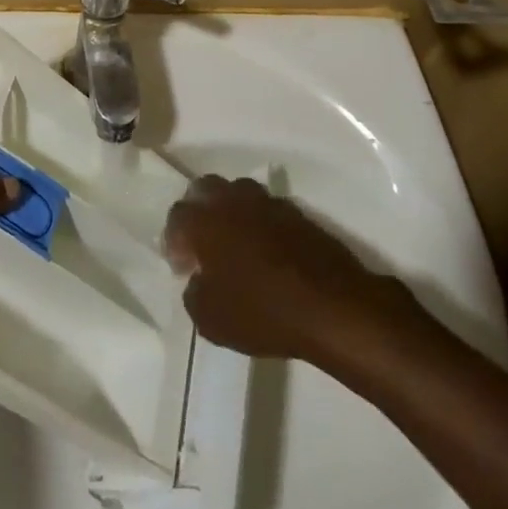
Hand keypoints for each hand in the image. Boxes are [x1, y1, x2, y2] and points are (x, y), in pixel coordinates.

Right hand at [164, 175, 420, 369]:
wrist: (333, 308)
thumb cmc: (262, 312)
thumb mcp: (209, 319)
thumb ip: (194, 292)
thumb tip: (199, 279)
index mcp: (203, 220)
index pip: (177, 217)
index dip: (174, 242)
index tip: (184, 268)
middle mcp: (231, 201)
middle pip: (204, 189)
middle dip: (198, 212)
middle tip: (203, 244)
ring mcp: (266, 203)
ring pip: (238, 192)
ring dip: (230, 211)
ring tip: (236, 243)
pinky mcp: (297, 213)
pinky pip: (267, 209)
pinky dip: (260, 223)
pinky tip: (267, 251)